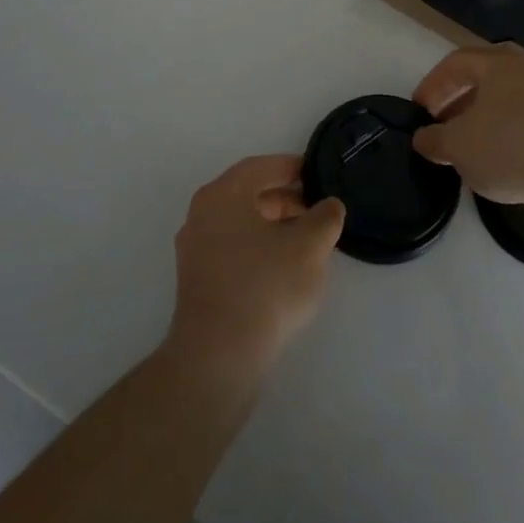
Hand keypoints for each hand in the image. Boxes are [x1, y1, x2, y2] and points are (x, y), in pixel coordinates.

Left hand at [167, 156, 344, 386]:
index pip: (260, 167)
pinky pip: (232, 247)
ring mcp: (194, 247)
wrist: (219, 355)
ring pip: (240, 222)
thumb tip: (329, 205)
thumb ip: (324, 218)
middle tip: (317, 210)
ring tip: (307, 240)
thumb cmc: (265, 287)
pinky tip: (283, 267)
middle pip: (248, 194)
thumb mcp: (309, 247)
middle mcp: (201, 213)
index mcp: (223, 194)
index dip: (292, 167)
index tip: (318, 175)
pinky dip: (258, 246)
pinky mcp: (197, 278)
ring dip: (273, 224)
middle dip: (285, 198)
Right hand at [412, 46, 523, 222]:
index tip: (419, 110)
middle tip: (441, 129)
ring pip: (508, 106)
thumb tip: (423, 138)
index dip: (432, 84)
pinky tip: (501, 168)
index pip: (456, 62)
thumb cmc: (512, 148)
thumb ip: (433, 140)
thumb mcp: (458, 146)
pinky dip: (509, 140)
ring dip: (483, 125)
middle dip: (457, 104)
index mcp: (500, 66)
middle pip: (484, 82)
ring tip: (468, 153)